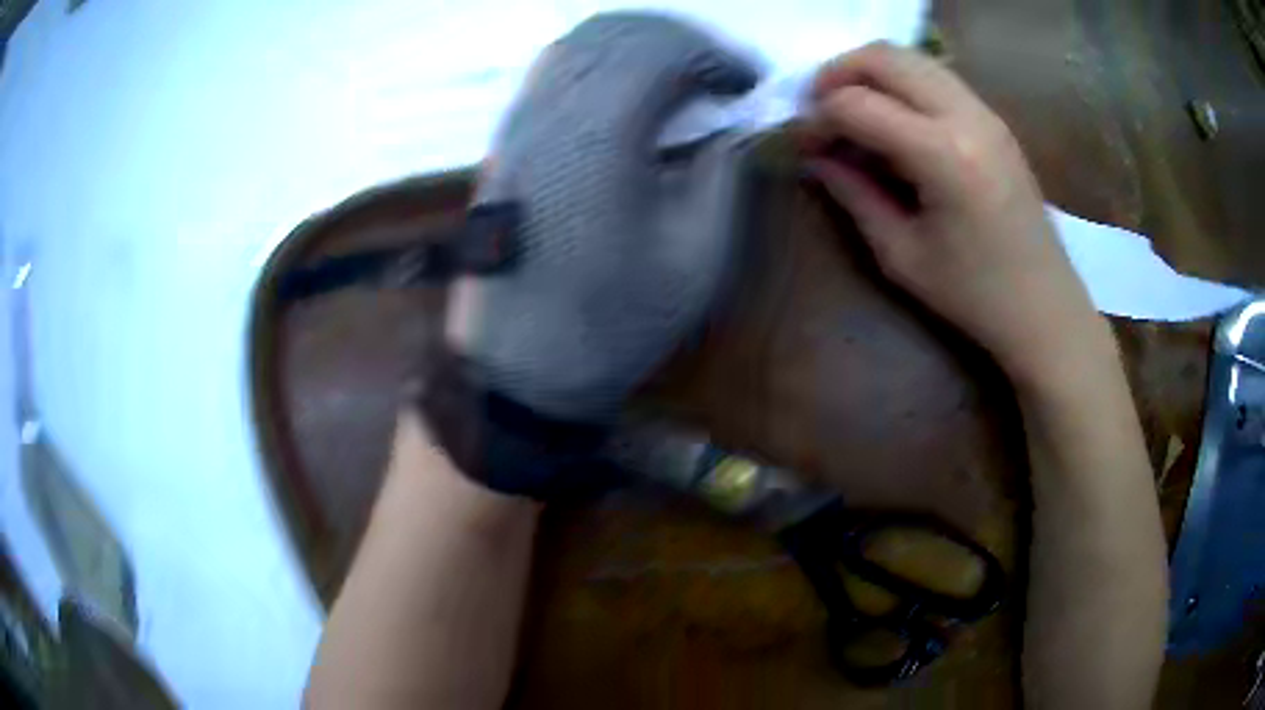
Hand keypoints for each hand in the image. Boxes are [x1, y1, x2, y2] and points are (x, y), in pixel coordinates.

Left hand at [422, 13, 758, 496]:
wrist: (523, 365)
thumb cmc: (616, 321)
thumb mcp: (696, 255)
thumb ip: (723, 171)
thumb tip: (737, 121)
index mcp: (599, 137)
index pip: (662, 50)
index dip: (715, 55)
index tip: (748, 82)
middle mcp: (549, 114)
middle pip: (617, 33)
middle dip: (679, 39)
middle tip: (719, 72)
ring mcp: (517, 125)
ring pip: (577, 45)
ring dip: (637, 44)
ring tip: (680, 73)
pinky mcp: (504, 144)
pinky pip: (551, 74)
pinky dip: (598, 63)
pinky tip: (626, 90)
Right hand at [802, 42, 1105, 384]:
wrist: (1044, 307)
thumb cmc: (974, 295)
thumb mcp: (902, 255)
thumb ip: (854, 193)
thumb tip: (816, 155)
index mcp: (944, 155)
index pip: (858, 105)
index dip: (818, 118)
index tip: (803, 143)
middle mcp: (966, 116)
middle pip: (885, 57)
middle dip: (838, 73)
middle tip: (818, 108)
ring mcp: (986, 112)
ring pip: (912, 57)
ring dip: (870, 71)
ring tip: (851, 108)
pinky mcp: (994, 120)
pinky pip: (936, 76)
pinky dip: (902, 82)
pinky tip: (893, 118)